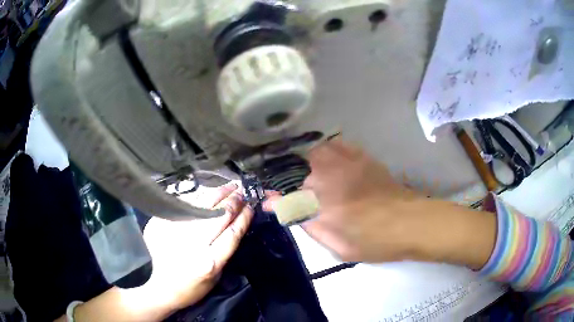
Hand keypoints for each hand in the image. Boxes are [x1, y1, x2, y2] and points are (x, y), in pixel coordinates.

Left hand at [143, 183, 253, 311]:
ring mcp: (175, 231)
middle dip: (233, 202)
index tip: (251, 208)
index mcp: (209, 262)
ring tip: (229, 187)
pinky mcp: (161, 223)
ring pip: (201, 206)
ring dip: (218, 195)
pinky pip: (184, 205)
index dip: (243, 218)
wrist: (155, 286)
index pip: (232, 234)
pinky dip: (198, 198)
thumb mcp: (214, 278)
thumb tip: (233, 228)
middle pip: (218, 217)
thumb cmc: (189, 287)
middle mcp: (193, 244)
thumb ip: (223, 253)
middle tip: (242, 192)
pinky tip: (207, 193)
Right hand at [266, 140, 495, 268]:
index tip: (271, 201)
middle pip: (297, 165)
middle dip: (291, 177)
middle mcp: (329, 173)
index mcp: (319, 199)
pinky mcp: (362, 157)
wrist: (409, 223)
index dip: (276, 198)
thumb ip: (303, 220)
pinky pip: (338, 145)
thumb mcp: (335, 243)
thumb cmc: (372, 240)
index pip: (285, 194)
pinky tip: (332, 162)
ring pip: (316, 151)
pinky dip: (328, 152)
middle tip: (297, 193)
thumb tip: (273, 204)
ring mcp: (346, 162)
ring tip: (312, 177)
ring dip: (308, 162)